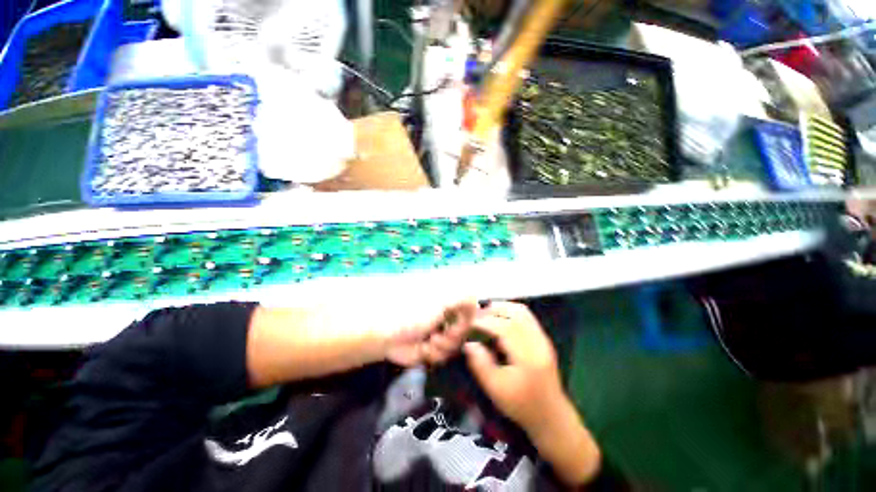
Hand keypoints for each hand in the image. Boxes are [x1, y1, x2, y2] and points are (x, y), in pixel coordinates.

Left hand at [383, 299, 478, 366]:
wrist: (388, 336)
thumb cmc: (415, 313)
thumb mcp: (441, 301)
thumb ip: (463, 298)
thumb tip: (477, 301)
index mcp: (448, 304)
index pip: (470, 312)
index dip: (468, 322)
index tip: (461, 325)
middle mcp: (446, 318)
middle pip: (465, 333)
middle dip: (453, 336)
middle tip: (440, 334)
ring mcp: (439, 334)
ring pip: (456, 346)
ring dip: (443, 346)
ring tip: (429, 342)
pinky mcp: (432, 350)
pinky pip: (444, 357)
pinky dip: (434, 354)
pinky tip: (424, 350)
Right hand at [462, 301, 564, 429]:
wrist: (551, 415)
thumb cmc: (521, 406)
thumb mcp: (495, 389)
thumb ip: (480, 364)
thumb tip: (468, 343)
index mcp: (527, 357)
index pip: (505, 327)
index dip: (485, 321)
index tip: (469, 322)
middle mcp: (538, 342)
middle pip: (515, 314)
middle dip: (492, 311)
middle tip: (475, 316)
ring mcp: (543, 338)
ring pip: (522, 311)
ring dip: (502, 307)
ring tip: (486, 313)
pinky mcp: (543, 338)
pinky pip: (526, 316)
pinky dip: (511, 311)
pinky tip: (499, 317)